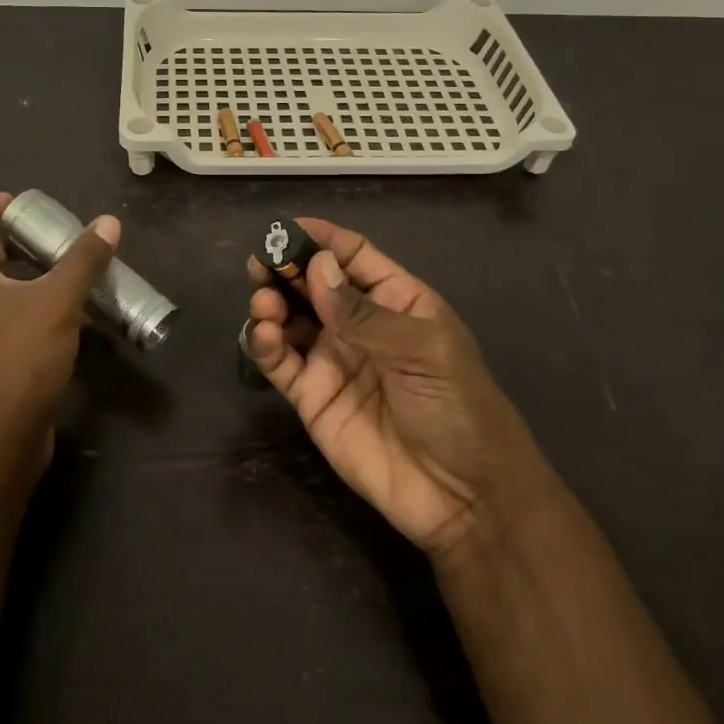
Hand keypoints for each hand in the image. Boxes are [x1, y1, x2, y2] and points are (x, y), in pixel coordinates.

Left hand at [0, 192, 119, 488]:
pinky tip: (58, 320)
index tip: (17, 207)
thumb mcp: (58, 302)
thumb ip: (82, 260)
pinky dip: (18, 308)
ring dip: (15, 276)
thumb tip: (108, 223)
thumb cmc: (17, 359)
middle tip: (44, 242)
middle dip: (5, 242)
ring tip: (58, 277)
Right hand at [247, 218, 542, 555]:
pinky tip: (263, 334)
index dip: (323, 240)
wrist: (463, 496)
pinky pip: (281, 362)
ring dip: (272, 303)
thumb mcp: (422, 350)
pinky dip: (265, 344)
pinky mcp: (312, 397)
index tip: (287, 228)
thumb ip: (363, 312)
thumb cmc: (457, 407)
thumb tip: (317, 266)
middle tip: (261, 262)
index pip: (354, 257)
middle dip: (286, 268)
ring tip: (264, 303)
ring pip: (291, 319)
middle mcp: (359, 325)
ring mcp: (333, 360)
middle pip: (314, 284)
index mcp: (396, 302)